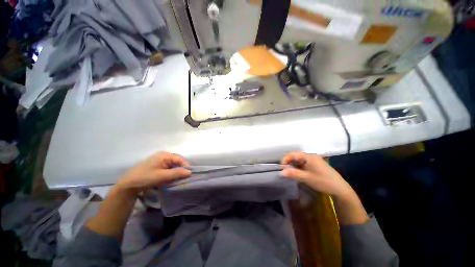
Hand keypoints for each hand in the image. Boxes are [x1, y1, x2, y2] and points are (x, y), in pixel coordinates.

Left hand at [116, 152, 190, 194]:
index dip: (186, 166)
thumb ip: (177, 173)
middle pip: (177, 161)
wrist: (128, 184)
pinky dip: (171, 173)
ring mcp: (160, 160)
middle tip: (184, 178)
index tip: (189, 175)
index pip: (180, 159)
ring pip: (173, 165)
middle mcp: (163, 155)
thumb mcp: (162, 176)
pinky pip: (168, 167)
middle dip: (181, 169)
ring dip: (176, 172)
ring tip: (178, 179)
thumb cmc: (145, 178)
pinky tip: (171, 178)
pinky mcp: (157, 165)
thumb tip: (190, 172)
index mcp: (164, 155)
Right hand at [280, 152, 352, 198]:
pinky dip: (298, 167)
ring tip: (290, 173)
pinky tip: (297, 173)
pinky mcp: (315, 164)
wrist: (340, 189)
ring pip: (298, 160)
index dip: (284, 160)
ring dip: (293, 165)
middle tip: (285, 171)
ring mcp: (313, 160)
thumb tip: (280, 172)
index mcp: (308, 156)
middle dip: (288, 162)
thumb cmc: (323, 182)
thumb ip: (293, 174)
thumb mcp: (306, 178)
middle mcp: (310, 156)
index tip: (281, 169)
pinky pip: (303, 163)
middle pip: (295, 156)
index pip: (292, 154)